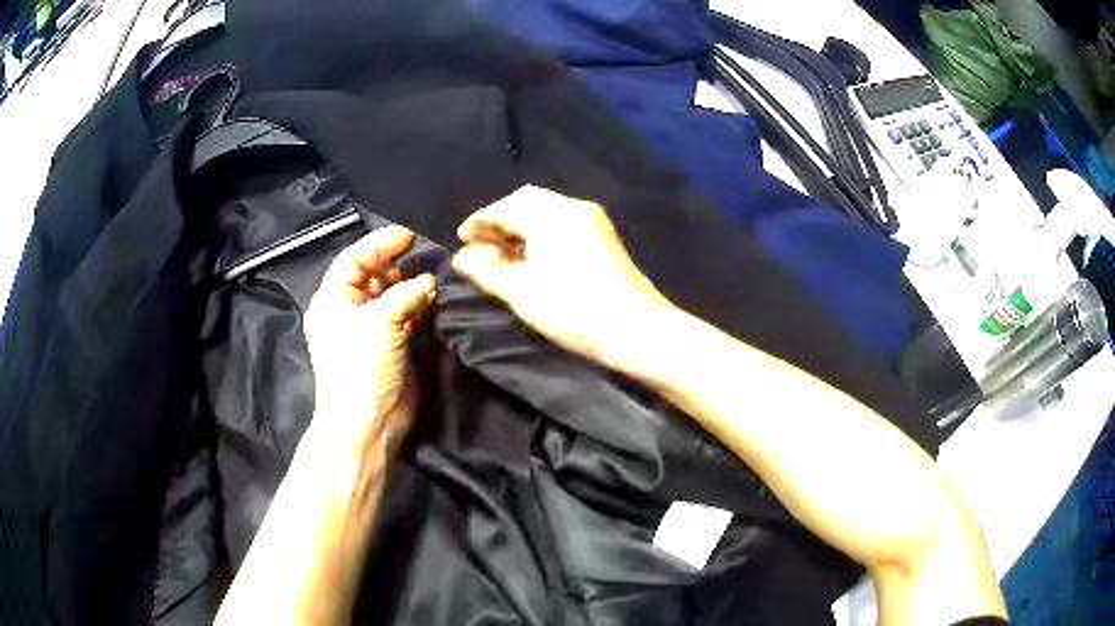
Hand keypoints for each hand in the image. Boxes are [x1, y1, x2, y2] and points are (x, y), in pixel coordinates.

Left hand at [302, 225, 435, 464]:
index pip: (353, 259)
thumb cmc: (361, 368)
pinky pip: (403, 316)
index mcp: (332, 300)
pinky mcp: (389, 347)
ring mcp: (369, 331)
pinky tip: (433, 300)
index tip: (409, 234)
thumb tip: (430, 280)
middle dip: (397, 265)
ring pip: (390, 296)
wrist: (367, 423)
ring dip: (410, 286)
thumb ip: (406, 293)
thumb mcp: (380, 321)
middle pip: (372, 275)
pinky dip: (417, 307)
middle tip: (427, 256)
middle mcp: (348, 312)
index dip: (379, 244)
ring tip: (434, 278)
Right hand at [452, 185, 673, 373]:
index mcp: (552, 214)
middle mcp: (574, 207)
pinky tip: (531, 255)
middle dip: (500, 219)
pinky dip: (540, 232)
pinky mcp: (603, 237)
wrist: (635, 329)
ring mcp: (593, 221)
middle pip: (527, 201)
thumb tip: (462, 256)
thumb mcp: (520, 291)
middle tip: (480, 243)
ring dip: (520, 225)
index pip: (505, 207)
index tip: (461, 239)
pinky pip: (563, 223)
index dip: (479, 221)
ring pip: (546, 211)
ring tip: (502, 252)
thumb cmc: (572, 309)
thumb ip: (486, 269)